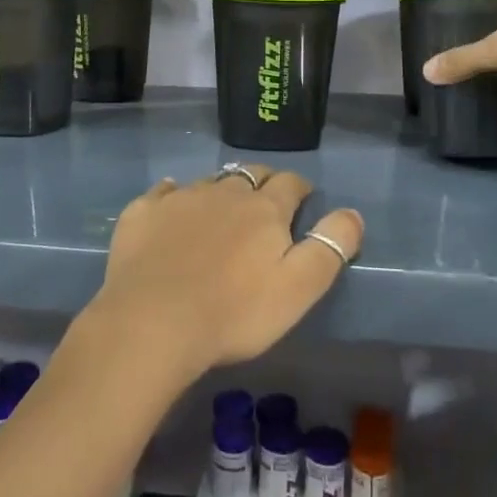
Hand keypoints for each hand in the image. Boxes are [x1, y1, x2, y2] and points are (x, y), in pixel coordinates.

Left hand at [78, 168, 363, 384]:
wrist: (152, 322)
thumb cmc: (235, 312)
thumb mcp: (298, 288)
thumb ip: (329, 248)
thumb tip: (352, 213)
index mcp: (264, 210)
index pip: (290, 184)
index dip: (299, 189)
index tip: (303, 199)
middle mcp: (224, 192)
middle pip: (250, 175)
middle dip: (262, 183)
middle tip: (265, 202)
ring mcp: (180, 198)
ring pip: (208, 182)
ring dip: (220, 190)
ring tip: (220, 209)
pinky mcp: (143, 213)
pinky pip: (163, 192)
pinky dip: (173, 196)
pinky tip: (171, 204)